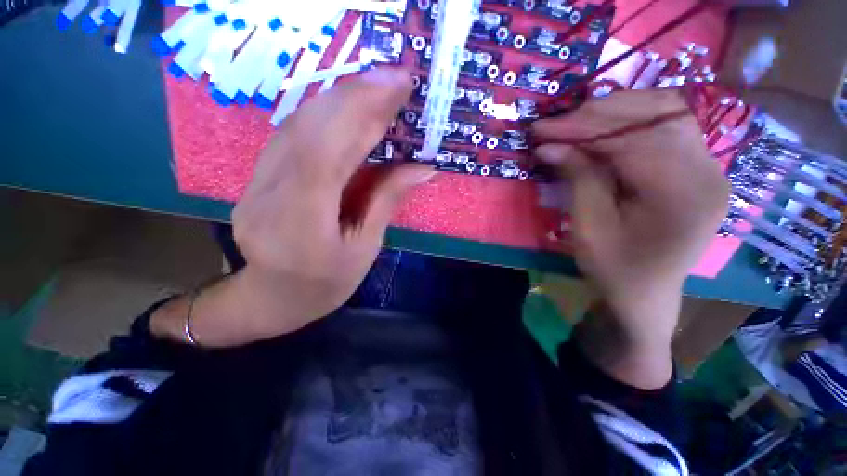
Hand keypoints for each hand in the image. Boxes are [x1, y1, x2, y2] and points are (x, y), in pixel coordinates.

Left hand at [151, 67, 432, 346]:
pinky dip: (322, 114)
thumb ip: (387, 201)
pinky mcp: (256, 177)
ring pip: (296, 124)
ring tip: (375, 86)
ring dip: (338, 99)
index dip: (362, 112)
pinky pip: (290, 134)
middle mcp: (269, 194)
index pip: (328, 151)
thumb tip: (423, 167)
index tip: (396, 85)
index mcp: (301, 222)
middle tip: (392, 77)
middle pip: (308, 129)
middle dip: (354, 95)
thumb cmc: (327, 283)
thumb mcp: (365, 248)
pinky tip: (345, 106)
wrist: (275, 297)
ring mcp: (255, 183)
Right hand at [531, 90, 728, 387]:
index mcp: (683, 194)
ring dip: (616, 111)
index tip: (542, 128)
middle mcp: (708, 171)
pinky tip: (605, 128)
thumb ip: (578, 178)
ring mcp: (710, 166)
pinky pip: (668, 127)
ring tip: (576, 121)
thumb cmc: (615, 269)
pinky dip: (633, 121)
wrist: (647, 294)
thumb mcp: (589, 228)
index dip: (582, 128)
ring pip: (666, 113)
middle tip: (556, 123)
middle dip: (598, 114)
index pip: (632, 138)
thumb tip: (549, 145)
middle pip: (655, 116)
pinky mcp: (700, 168)